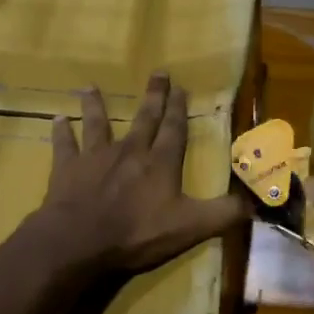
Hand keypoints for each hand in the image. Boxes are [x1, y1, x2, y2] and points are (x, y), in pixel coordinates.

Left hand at [38, 72, 250, 275]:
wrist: (81, 240)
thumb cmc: (137, 233)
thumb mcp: (190, 227)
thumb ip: (224, 214)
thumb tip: (257, 203)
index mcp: (160, 163)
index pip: (174, 130)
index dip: (180, 109)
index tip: (181, 88)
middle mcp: (130, 151)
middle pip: (144, 119)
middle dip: (153, 96)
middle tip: (158, 72)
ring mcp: (96, 157)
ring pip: (98, 124)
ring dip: (96, 105)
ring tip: (91, 86)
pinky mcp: (68, 168)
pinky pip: (64, 145)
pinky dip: (61, 132)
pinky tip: (57, 119)